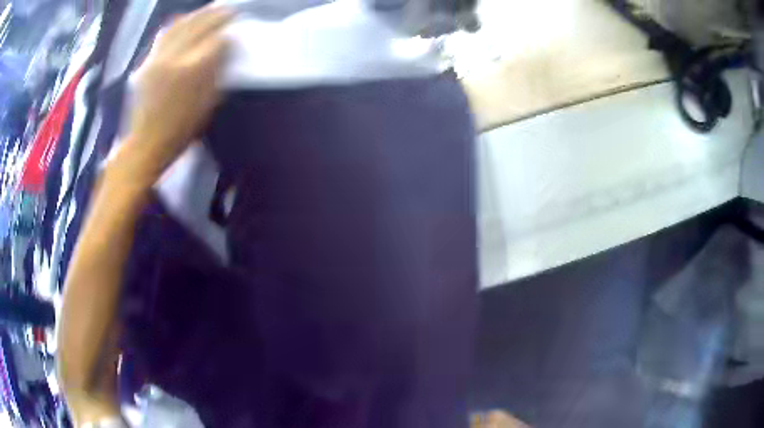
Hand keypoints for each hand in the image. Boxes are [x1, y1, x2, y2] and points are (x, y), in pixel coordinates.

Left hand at [116, 6, 232, 185]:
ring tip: (210, 10)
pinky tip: (187, 19)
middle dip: (217, 14)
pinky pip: (165, 34)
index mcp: (192, 71)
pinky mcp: (147, 62)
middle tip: (231, 9)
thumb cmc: (181, 130)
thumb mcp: (208, 104)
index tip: (239, 25)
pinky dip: (179, 22)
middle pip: (199, 25)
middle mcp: (174, 58)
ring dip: (198, 14)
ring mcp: (158, 58)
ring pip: (181, 25)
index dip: (229, 31)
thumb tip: (226, 46)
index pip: (217, 39)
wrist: (145, 144)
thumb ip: (218, 71)